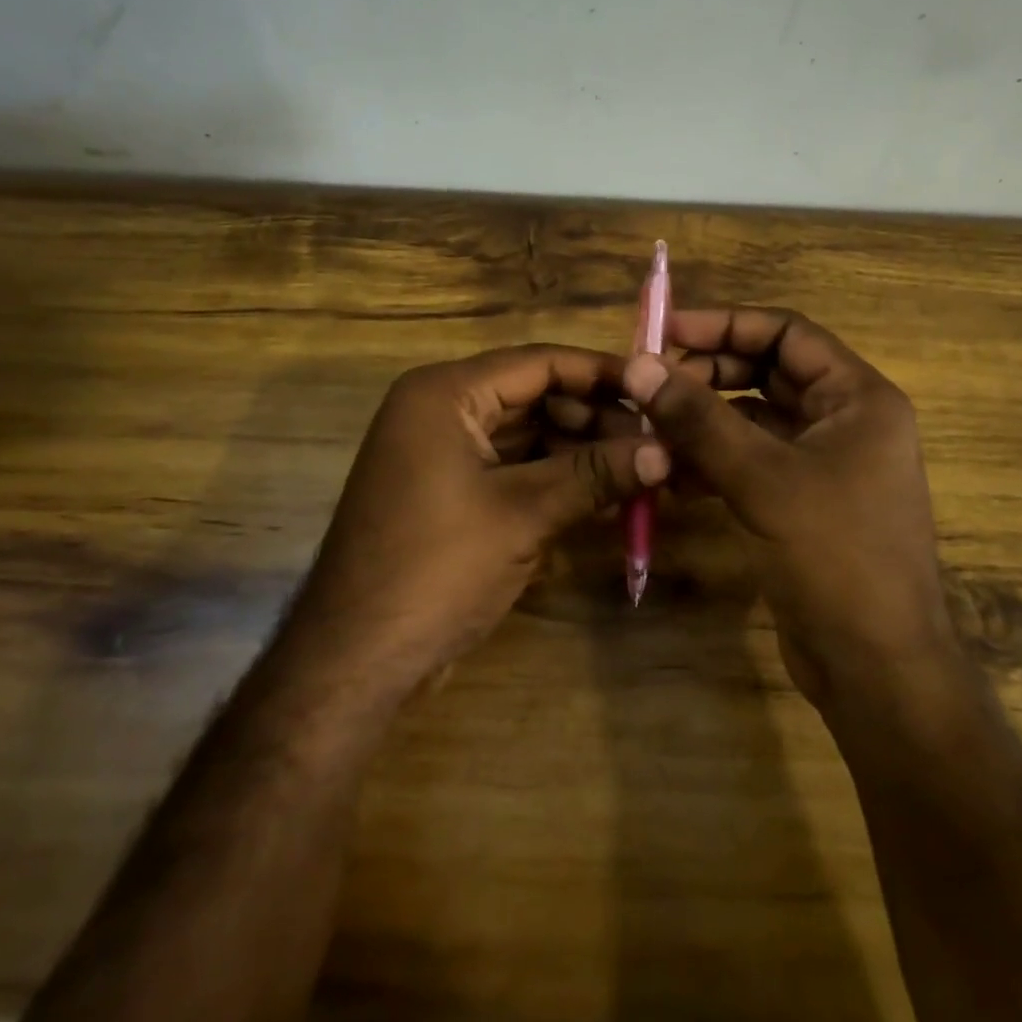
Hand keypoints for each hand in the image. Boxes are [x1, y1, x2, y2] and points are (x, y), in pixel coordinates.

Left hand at [276, 345, 667, 701]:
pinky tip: (600, 494)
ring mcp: (441, 451)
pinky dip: (552, 476)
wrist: (354, 659)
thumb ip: (595, 474)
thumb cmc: (436, 569)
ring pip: (526, 432)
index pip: (538, 362)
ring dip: (578, 450)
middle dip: (593, 418)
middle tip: (653, 444)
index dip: (600, 373)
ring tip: (638, 471)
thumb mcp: (522, 514)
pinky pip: (510, 466)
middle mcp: (439, 409)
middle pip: (533, 395)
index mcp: (445, 393)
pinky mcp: (447, 490)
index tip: (655, 390)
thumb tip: (666, 451)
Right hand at [622, 309, 962, 711]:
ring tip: (648, 425)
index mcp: (857, 398)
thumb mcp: (762, 479)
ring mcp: (823, 463)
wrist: (876, 669)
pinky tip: (669, 472)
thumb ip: (699, 419)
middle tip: (649, 382)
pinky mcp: (801, 501)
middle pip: (767, 372)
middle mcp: (844, 420)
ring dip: (703, 419)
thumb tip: (640, 365)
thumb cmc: (835, 558)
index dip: (725, 325)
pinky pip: (750, 460)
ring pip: (753, 419)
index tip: (666, 332)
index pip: (786, 333)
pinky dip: (711, 460)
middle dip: (707, 373)